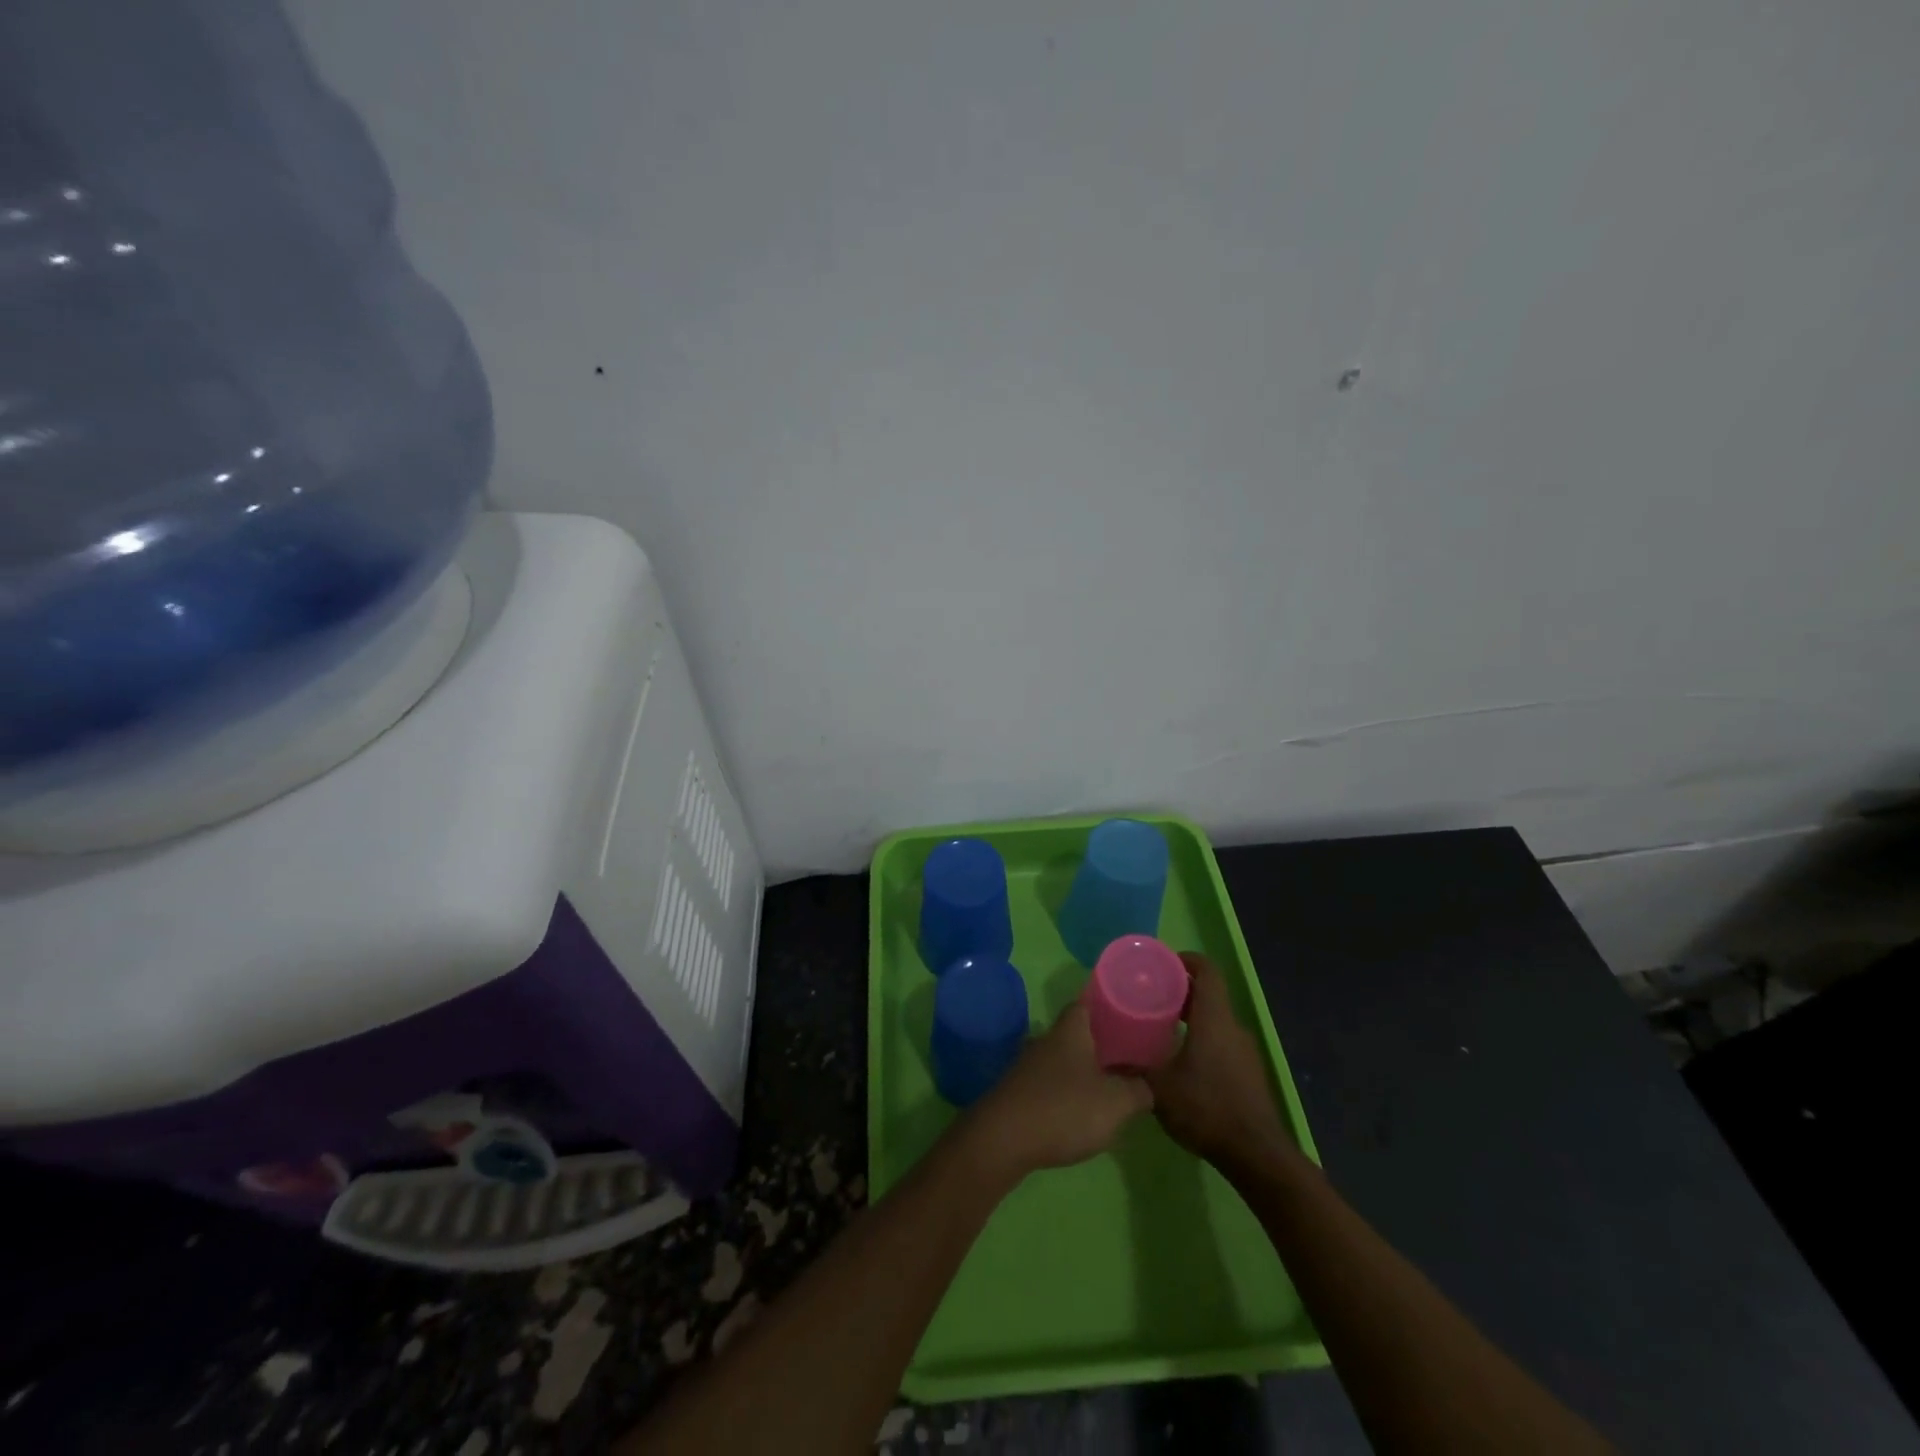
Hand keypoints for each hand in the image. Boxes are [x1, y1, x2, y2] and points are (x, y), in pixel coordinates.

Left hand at [960, 1002, 1152, 1183]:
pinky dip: (1066, 1090)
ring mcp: (1028, 1065)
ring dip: (1083, 1069)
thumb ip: (1139, 1090)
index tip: (1129, 1015)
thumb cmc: (1064, 1109)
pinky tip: (1080, 1111)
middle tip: (1128, 1056)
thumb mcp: (1116, 1103)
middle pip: (1076, 1032)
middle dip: (1100, 1042)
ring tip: (1109, 1086)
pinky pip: (1049, 1082)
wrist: (1003, 1139)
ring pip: (1062, 1058)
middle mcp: (1047, 1039)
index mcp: (1070, 1030)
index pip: (1087, 1003)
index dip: (1108, 1006)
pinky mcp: (1018, 1091)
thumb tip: (1150, 1084)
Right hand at [1145, 953, 1294, 1175]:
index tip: (1162, 963)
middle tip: (1151, 995)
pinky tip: (1181, 1060)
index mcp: (1214, 1019)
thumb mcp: (1158, 1088)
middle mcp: (1233, 1027)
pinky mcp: (1249, 1072)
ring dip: (1192, 1016)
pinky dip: (1202, 1038)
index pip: (1207, 971)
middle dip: (1181, 989)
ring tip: (1161, 1027)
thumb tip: (1106, 1059)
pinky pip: (1222, 1041)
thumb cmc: (1206, 1108)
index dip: (1186, 960)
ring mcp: (1245, 1051)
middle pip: (1209, 994)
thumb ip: (1133, 1068)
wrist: (1256, 1154)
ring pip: (1216, 1019)